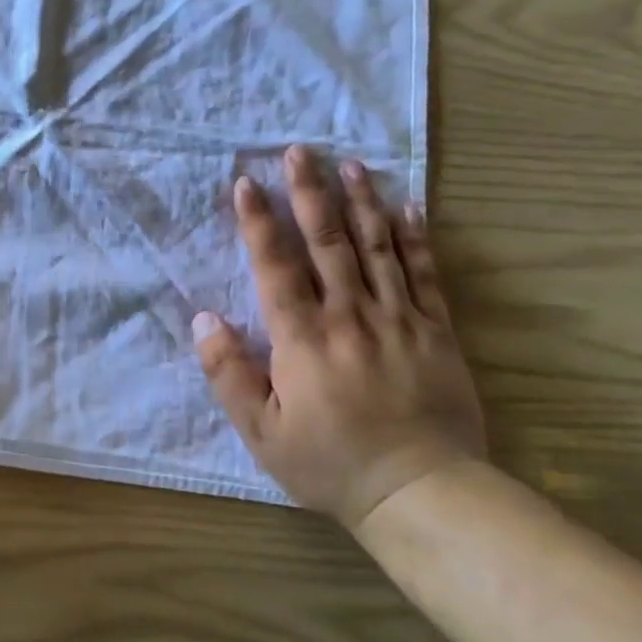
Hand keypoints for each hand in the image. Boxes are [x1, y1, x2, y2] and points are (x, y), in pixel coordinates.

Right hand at [193, 146, 485, 527]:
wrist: (420, 490)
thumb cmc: (329, 463)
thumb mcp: (261, 432)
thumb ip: (229, 374)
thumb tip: (204, 321)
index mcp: (304, 339)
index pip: (276, 268)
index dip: (259, 224)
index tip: (246, 183)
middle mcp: (351, 317)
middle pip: (328, 243)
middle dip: (309, 193)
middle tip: (298, 151)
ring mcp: (399, 319)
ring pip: (377, 248)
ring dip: (360, 202)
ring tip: (348, 163)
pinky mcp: (436, 331)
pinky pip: (425, 273)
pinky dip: (415, 236)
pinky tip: (407, 205)